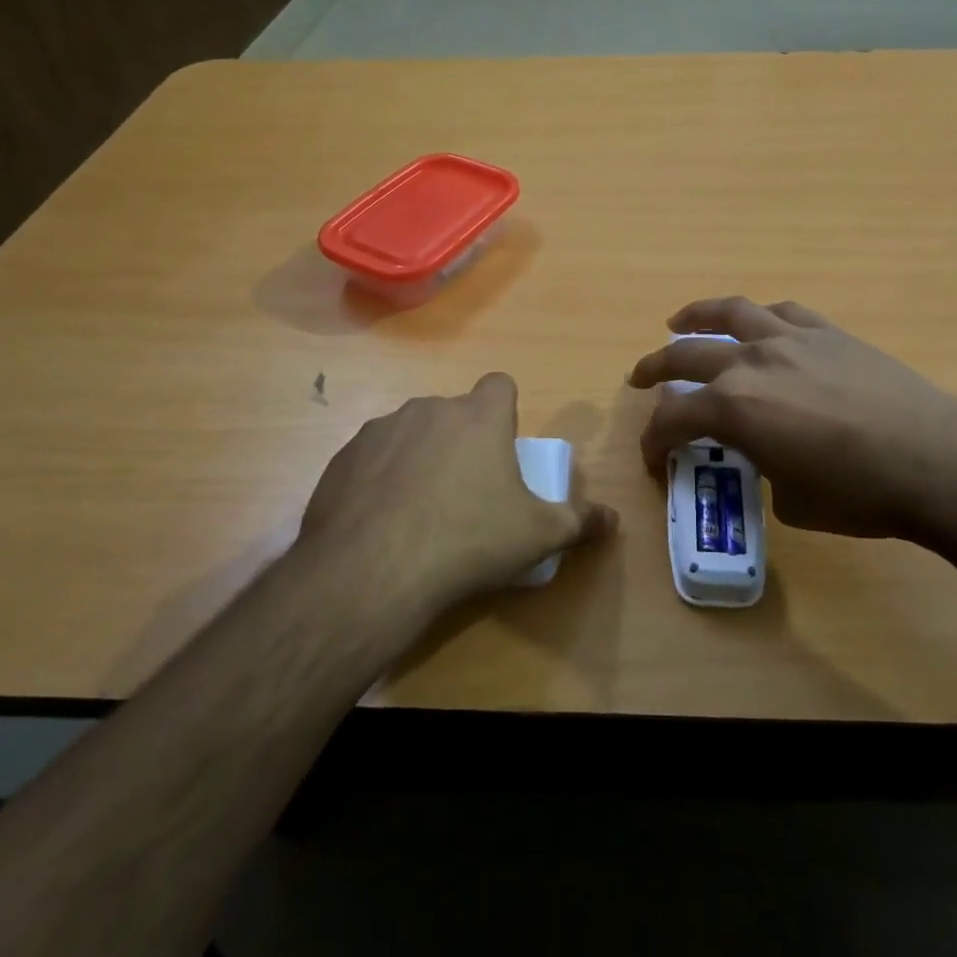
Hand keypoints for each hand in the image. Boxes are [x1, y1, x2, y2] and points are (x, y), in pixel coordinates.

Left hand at [296, 373, 613, 616]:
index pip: (499, 385)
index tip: (503, 447)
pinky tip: (381, 522)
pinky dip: (380, 480)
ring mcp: (380, 430)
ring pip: (410, 433)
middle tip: (468, 491)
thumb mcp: (537, 536)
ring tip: (420, 511)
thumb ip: (580, 522)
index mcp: (478, 417)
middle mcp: (429, 409)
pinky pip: (372, 459)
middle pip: (454, 413)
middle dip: (462, 441)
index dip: (505, 410)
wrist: (371, 570)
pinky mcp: (343, 457)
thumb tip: (613, 521)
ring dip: (420, 458)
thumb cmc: (468, 540)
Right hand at [627, 297, 956, 547]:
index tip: (652, 457)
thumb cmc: (859, 494)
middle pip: (685, 355)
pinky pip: (782, 313)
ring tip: (679, 322)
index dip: (654, 440)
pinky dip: (758, 317)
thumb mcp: (792, 501)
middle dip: (655, 369)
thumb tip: (768, 458)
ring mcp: (791, 340)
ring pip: (729, 313)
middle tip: (639, 378)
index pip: (673, 419)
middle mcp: (751, 363)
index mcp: (734, 408)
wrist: (937, 461)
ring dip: (696, 317)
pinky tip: (757, 324)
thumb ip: (764, 470)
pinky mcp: (829, 333)